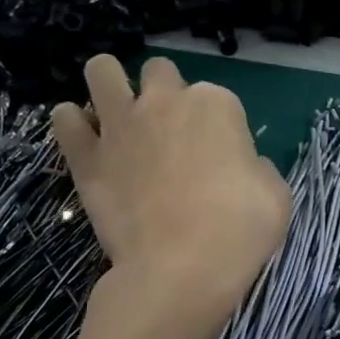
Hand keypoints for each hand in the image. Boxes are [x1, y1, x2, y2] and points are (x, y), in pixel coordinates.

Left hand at [53, 55, 290, 338]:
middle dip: (163, 91)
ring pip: (102, 71)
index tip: (220, 154)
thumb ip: (255, 166)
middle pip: (159, 71)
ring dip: (110, 84)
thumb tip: (238, 167)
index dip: (218, 124)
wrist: (181, 268)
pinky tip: (85, 138)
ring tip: (118, 115)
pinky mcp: (84, 156)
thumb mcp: (276, 193)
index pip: (217, 96)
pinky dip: (73, 123)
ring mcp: (120, 125)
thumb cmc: (240, 229)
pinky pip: (64, 119)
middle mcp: (165, 102)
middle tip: (170, 129)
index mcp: (217, 105)